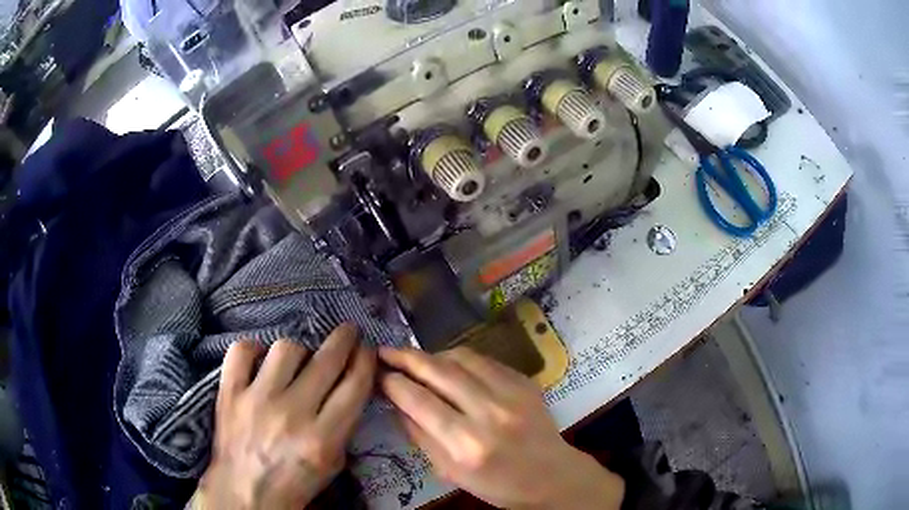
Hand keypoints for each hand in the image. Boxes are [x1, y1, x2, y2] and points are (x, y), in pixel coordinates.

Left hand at [196, 324, 375, 508]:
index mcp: (323, 438)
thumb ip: (342, 425)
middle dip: (344, 339)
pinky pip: (242, 351)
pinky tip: (259, 361)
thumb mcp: (332, 463)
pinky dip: (252, 350)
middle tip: (348, 331)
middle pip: (326, 360)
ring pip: (286, 348)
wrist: (246, 493)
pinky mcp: (230, 393)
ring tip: (297, 362)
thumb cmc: (295, 483)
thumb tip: (348, 385)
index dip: (365, 359)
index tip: (367, 349)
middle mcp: (292, 413)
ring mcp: (257, 399)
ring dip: (298, 352)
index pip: (354, 385)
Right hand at [379, 347, 623, 509]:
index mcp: (466, 444)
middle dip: (406, 357)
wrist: (550, 475)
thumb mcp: (449, 471)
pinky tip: (450, 366)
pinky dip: (460, 359)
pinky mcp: (524, 381)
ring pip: (461, 357)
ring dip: (433, 355)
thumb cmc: (497, 484)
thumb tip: (396, 401)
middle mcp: (489, 413)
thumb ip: (419, 435)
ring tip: (417, 360)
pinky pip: (484, 360)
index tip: (378, 374)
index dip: (392, 382)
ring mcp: (511, 392)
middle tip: (386, 351)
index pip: (417, 400)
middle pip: (438, 371)